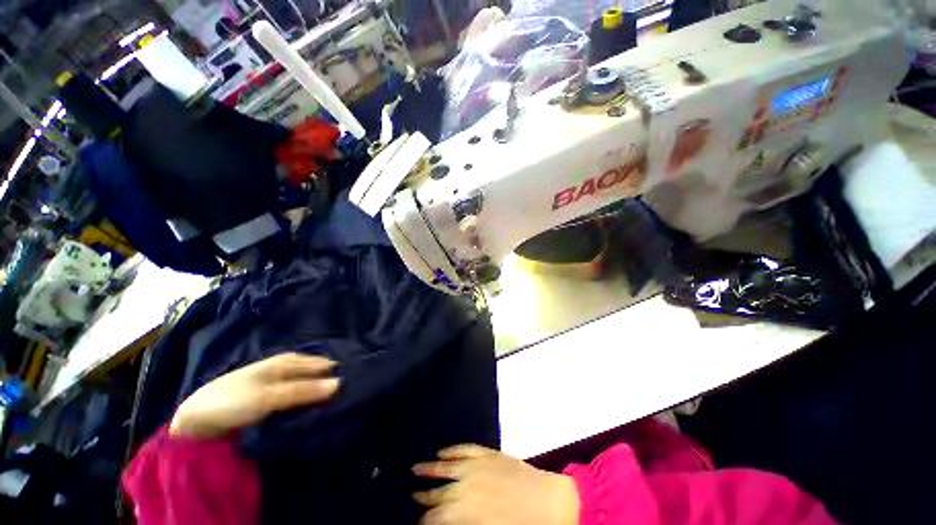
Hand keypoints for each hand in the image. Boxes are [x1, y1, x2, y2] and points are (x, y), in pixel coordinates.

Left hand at [170, 353, 340, 438]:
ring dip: (320, 392)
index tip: (358, 379)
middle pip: (316, 372)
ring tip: (339, 401)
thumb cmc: (233, 401)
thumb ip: (304, 391)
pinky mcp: (272, 398)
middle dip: (331, 380)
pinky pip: (298, 397)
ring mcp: (279, 383)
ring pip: (308, 384)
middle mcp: (286, 368)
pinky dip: (308, 401)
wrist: (196, 421)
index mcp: (287, 361)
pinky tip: (316, 408)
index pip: (321, 363)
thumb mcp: (270, 396)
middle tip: (352, 391)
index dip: (337, 370)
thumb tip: (340, 383)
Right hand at [413, 445, 579, 524]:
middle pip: (437, 492)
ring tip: (415, 468)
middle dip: (423, 496)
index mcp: (466, 513)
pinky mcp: (487, 453)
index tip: (417, 520)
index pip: (436, 517)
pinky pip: (464, 448)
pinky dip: (451, 450)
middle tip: (411, 495)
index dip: (424, 520)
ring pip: (446, 466)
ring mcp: (476, 465)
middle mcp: (466, 487)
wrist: (549, 502)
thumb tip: (445, 522)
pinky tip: (441, 451)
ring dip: (429, 468)